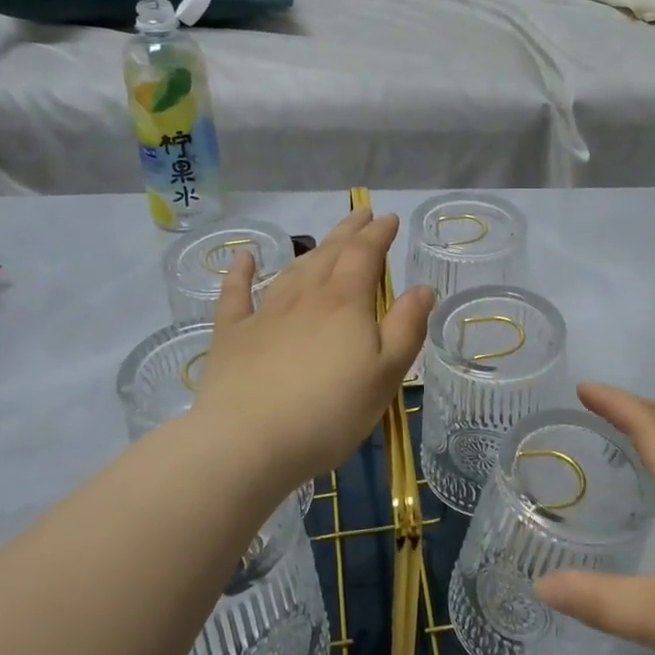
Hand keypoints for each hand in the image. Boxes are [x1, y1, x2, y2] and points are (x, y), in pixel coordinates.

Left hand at [190, 209, 432, 490]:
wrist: (249, 441)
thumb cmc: (331, 412)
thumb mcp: (386, 373)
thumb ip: (407, 328)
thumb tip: (422, 288)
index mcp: (346, 302)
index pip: (365, 254)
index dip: (379, 234)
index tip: (389, 219)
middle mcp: (306, 296)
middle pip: (329, 253)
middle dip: (348, 231)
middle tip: (361, 214)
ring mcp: (265, 313)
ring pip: (293, 270)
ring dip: (312, 249)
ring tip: (326, 239)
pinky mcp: (232, 335)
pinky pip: (236, 295)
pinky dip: (241, 273)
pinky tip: (244, 258)